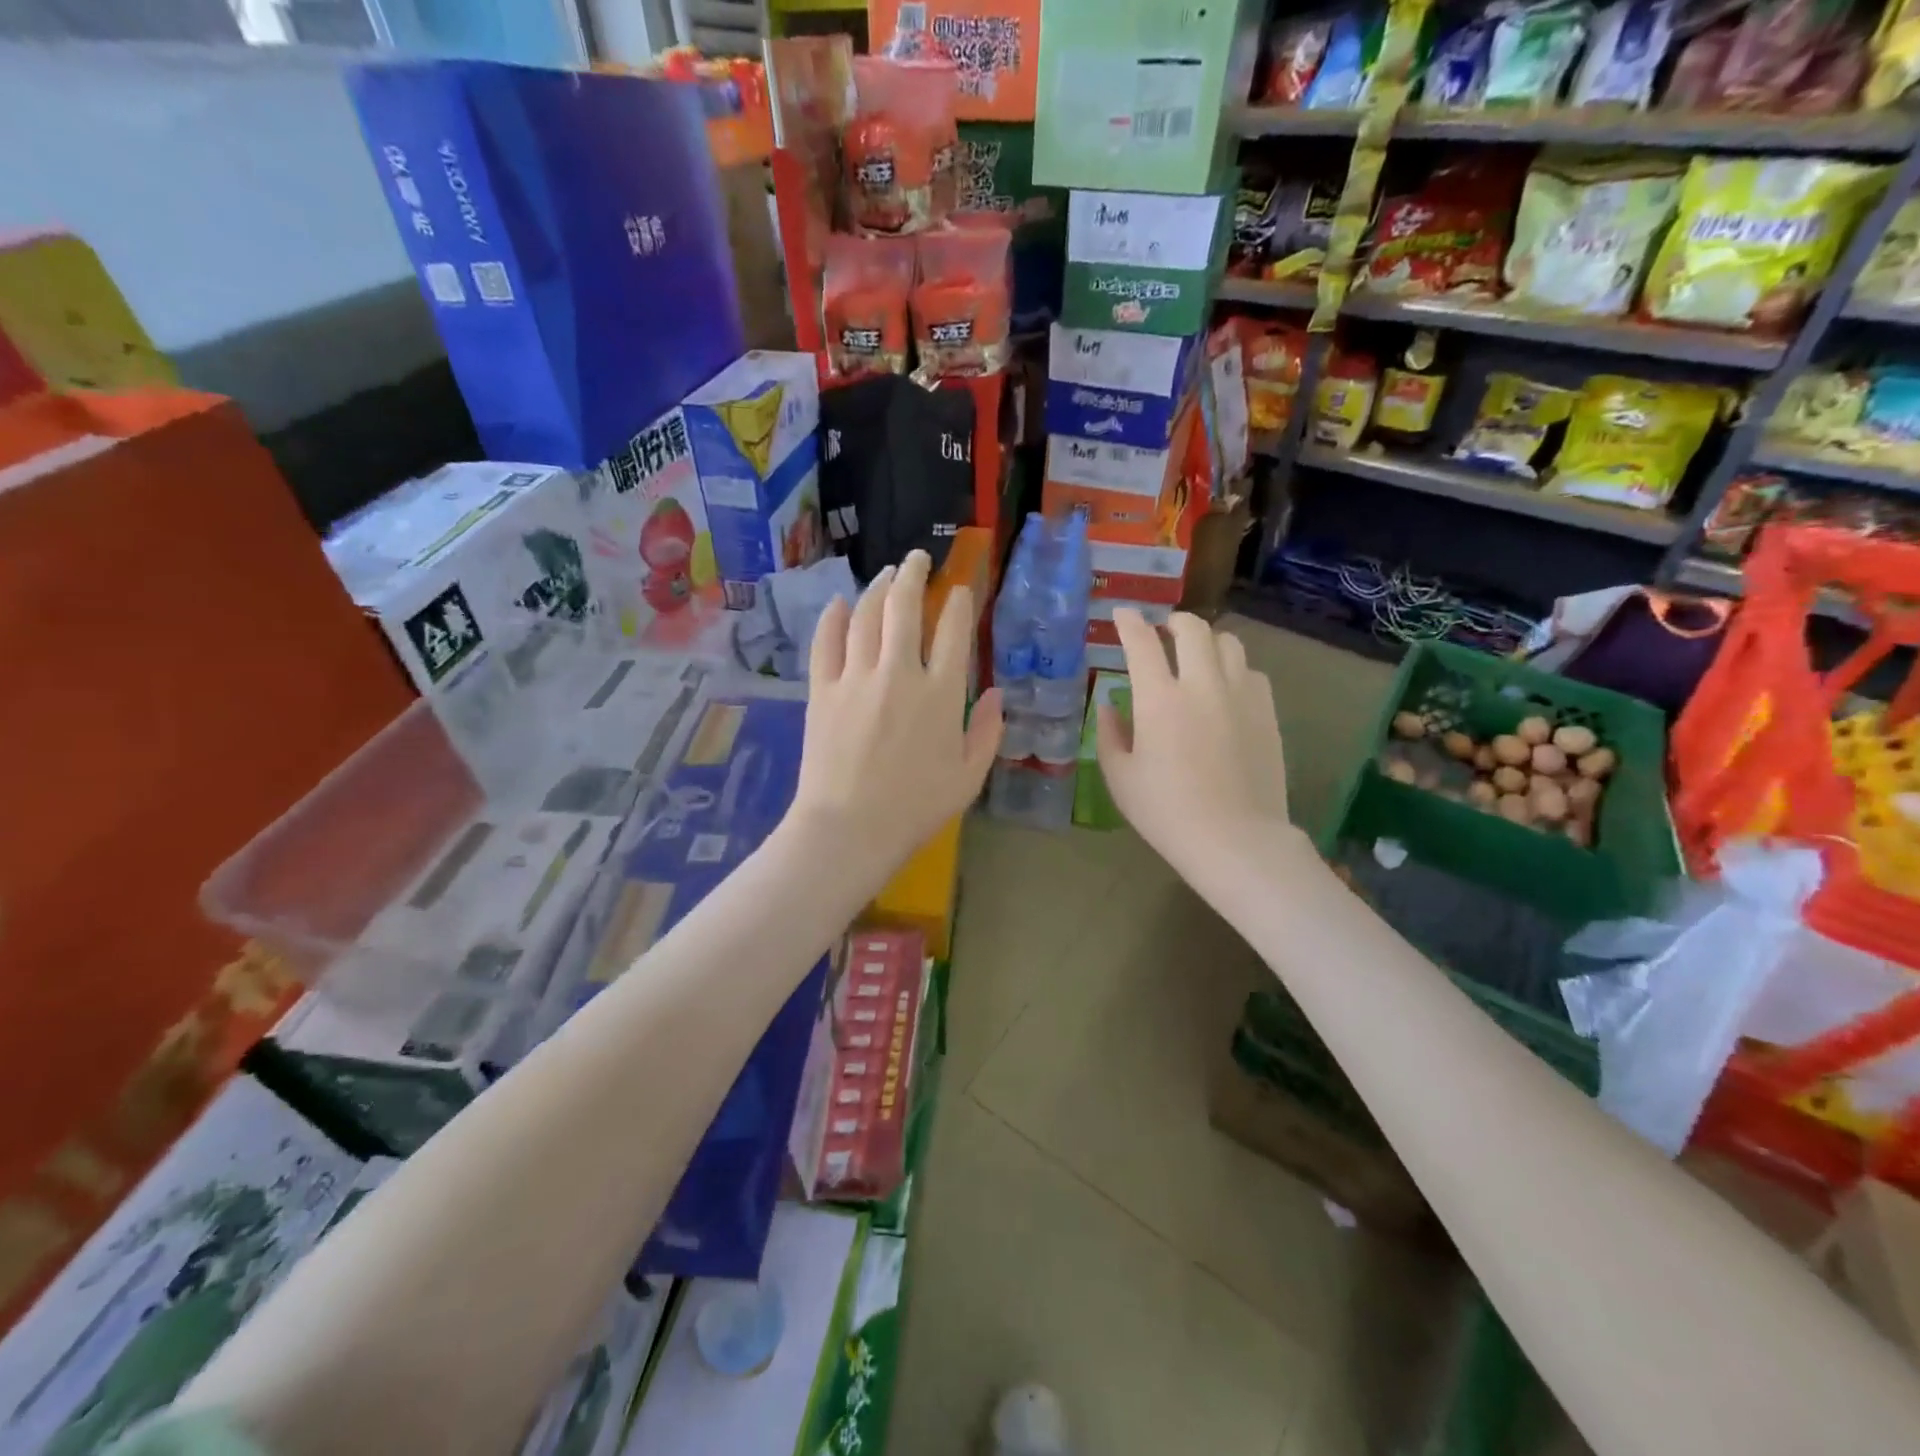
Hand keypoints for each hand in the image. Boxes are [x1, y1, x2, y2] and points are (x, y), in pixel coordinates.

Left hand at [790, 550, 1002, 880]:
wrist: (849, 829)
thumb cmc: (915, 809)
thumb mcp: (968, 777)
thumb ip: (988, 732)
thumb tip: (998, 695)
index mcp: (941, 695)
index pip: (954, 632)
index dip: (959, 604)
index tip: (960, 591)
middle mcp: (899, 673)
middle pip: (905, 607)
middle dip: (914, 575)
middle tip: (918, 558)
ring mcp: (856, 678)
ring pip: (866, 615)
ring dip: (878, 588)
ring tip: (886, 574)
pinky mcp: (822, 690)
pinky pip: (826, 641)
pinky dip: (834, 617)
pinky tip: (840, 604)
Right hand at [1096, 609, 1292, 879]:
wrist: (1235, 839)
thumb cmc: (1166, 812)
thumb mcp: (1121, 777)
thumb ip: (1109, 734)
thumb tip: (1108, 706)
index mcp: (1158, 699)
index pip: (1141, 642)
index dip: (1128, 622)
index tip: (1122, 615)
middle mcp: (1201, 684)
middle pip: (1192, 628)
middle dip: (1173, 622)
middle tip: (1164, 631)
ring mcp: (1240, 694)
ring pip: (1228, 643)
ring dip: (1207, 641)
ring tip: (1197, 656)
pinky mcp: (1266, 711)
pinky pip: (1251, 672)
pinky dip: (1234, 669)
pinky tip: (1226, 688)